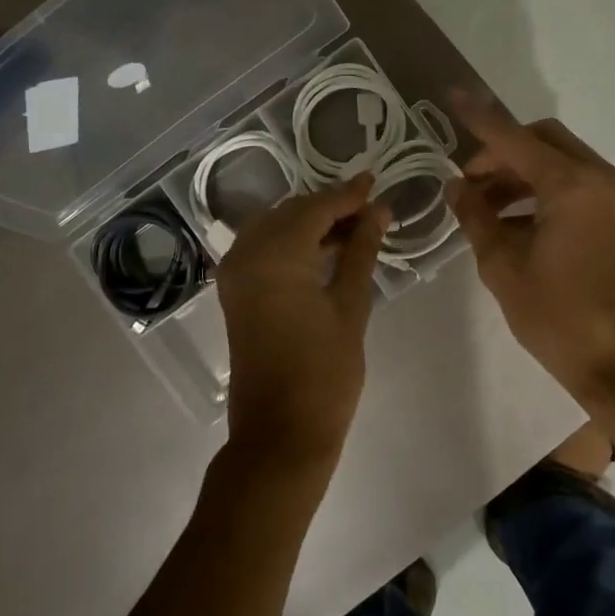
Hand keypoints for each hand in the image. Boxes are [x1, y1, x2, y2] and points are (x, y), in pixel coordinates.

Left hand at [217, 174, 389, 472]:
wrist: (280, 433)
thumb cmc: (324, 372)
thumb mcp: (350, 306)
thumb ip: (361, 251)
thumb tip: (379, 211)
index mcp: (275, 255)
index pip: (315, 207)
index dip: (348, 194)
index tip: (377, 182)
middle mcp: (246, 254)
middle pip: (291, 212)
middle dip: (330, 206)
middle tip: (371, 209)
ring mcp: (235, 274)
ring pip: (275, 228)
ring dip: (311, 223)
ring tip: (356, 229)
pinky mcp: (235, 293)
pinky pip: (263, 250)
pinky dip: (292, 243)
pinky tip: (324, 250)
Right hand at [447, 93, 614, 402]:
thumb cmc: (557, 317)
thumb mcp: (503, 267)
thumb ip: (476, 217)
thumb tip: (455, 186)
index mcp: (571, 186)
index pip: (513, 139)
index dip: (478, 119)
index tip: (451, 95)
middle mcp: (600, 178)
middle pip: (543, 140)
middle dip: (501, 152)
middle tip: (469, 182)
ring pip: (560, 161)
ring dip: (520, 173)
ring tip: (484, 207)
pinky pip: (576, 184)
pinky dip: (543, 190)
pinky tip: (514, 221)